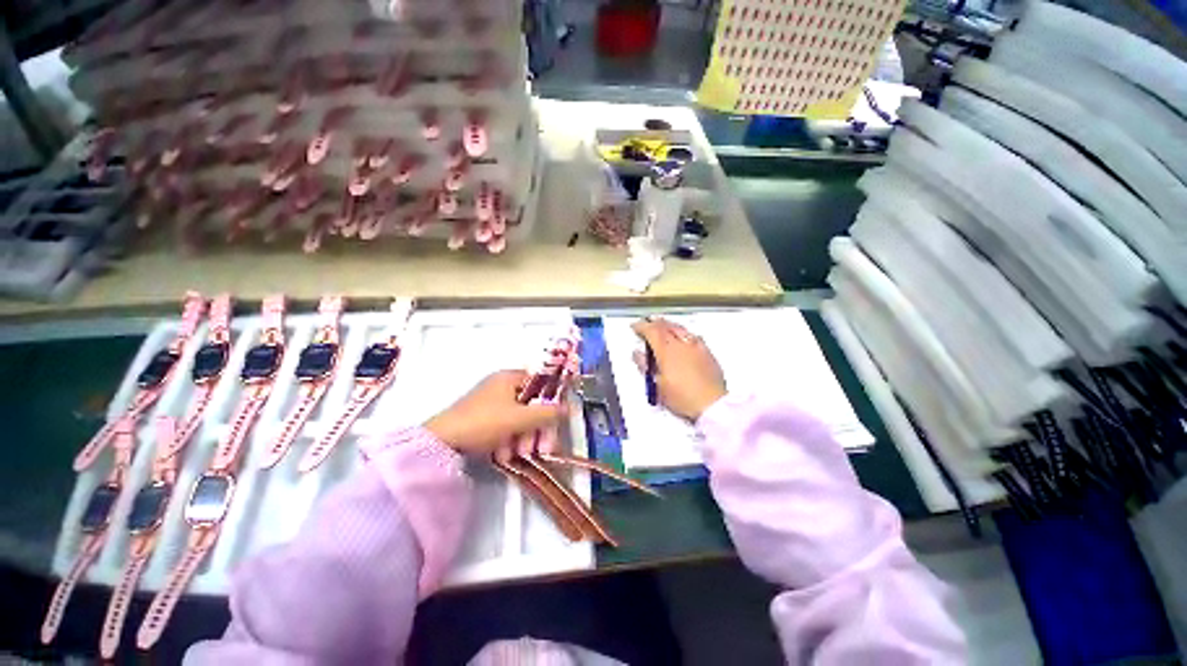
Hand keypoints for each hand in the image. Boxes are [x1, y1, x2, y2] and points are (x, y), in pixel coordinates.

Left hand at [424, 370, 565, 454]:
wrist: (440, 443)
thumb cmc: (484, 422)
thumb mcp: (520, 418)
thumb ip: (547, 413)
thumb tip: (569, 408)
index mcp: (509, 377)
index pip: (541, 384)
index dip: (551, 403)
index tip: (555, 423)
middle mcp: (501, 386)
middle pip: (531, 404)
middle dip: (536, 428)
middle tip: (540, 448)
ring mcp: (490, 402)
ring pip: (518, 418)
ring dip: (523, 437)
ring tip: (518, 455)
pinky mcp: (482, 418)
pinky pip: (504, 426)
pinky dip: (508, 439)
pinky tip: (505, 454)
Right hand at [633, 317, 726, 421]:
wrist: (712, 404)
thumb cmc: (683, 398)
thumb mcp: (657, 386)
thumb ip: (645, 367)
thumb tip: (638, 354)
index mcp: (667, 351)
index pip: (651, 331)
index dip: (641, 326)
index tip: (635, 327)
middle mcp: (681, 344)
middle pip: (665, 325)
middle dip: (654, 323)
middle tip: (647, 323)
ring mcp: (696, 346)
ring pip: (679, 327)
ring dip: (667, 324)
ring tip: (662, 325)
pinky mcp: (707, 352)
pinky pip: (692, 335)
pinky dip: (682, 332)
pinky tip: (682, 336)